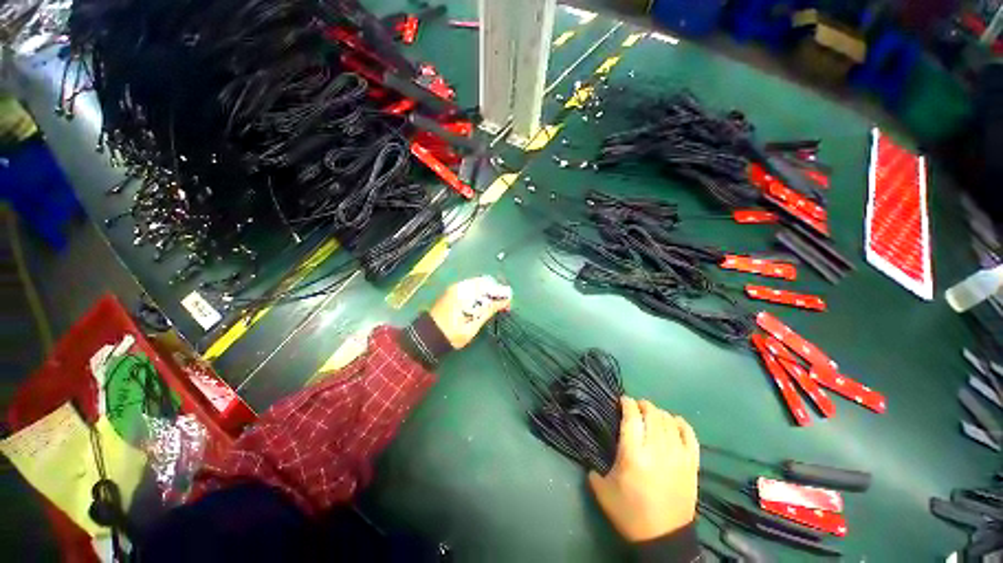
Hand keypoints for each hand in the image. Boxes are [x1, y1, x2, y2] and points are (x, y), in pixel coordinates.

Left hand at [428, 275, 511, 348]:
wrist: (428, 337)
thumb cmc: (452, 333)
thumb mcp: (473, 324)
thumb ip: (489, 309)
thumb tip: (505, 300)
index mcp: (464, 292)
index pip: (489, 285)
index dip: (501, 293)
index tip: (508, 303)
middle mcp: (460, 286)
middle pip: (485, 282)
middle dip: (496, 291)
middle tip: (504, 305)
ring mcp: (456, 288)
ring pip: (479, 284)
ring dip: (489, 292)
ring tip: (496, 305)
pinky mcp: (454, 292)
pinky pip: (472, 288)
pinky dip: (481, 294)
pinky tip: (484, 304)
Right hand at [589, 397, 698, 541]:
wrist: (664, 540)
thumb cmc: (630, 514)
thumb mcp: (603, 490)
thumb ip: (594, 466)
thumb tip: (591, 452)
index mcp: (633, 455)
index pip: (631, 417)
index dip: (627, 403)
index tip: (622, 400)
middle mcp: (656, 450)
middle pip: (652, 414)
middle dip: (643, 405)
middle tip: (636, 407)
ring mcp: (677, 457)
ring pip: (669, 422)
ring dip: (658, 413)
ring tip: (651, 414)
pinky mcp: (691, 465)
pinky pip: (689, 436)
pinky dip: (681, 424)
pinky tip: (674, 421)